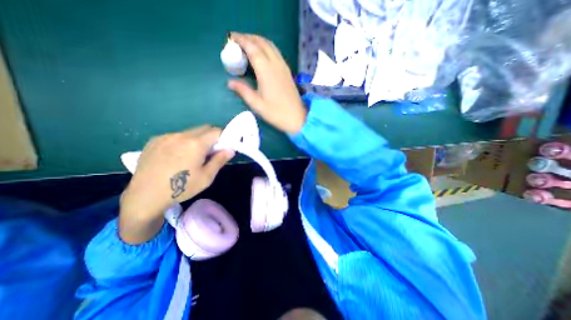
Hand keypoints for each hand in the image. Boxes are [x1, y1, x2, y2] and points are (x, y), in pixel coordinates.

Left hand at [119, 126, 235, 243]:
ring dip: (197, 139)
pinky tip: (177, 156)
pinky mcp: (155, 140)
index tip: (224, 147)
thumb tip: (230, 149)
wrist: (145, 196)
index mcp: (196, 144)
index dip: (224, 137)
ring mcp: (166, 136)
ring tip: (192, 155)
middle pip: (204, 128)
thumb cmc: (181, 187)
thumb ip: (220, 160)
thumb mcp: (207, 177)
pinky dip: (183, 141)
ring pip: (190, 132)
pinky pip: (176, 136)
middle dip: (212, 137)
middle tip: (211, 151)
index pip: (216, 131)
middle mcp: (181, 135)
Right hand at [228, 32, 307, 134]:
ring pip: (270, 45)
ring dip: (258, 41)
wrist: (297, 117)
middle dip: (248, 38)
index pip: (252, 48)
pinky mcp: (287, 71)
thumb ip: (243, 91)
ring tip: (247, 45)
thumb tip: (230, 82)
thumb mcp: (257, 104)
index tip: (230, 37)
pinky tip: (262, 55)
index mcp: (266, 71)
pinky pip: (276, 52)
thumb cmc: (276, 113)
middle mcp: (276, 64)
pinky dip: (266, 48)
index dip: (241, 40)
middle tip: (237, 41)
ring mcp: (283, 67)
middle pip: (262, 42)